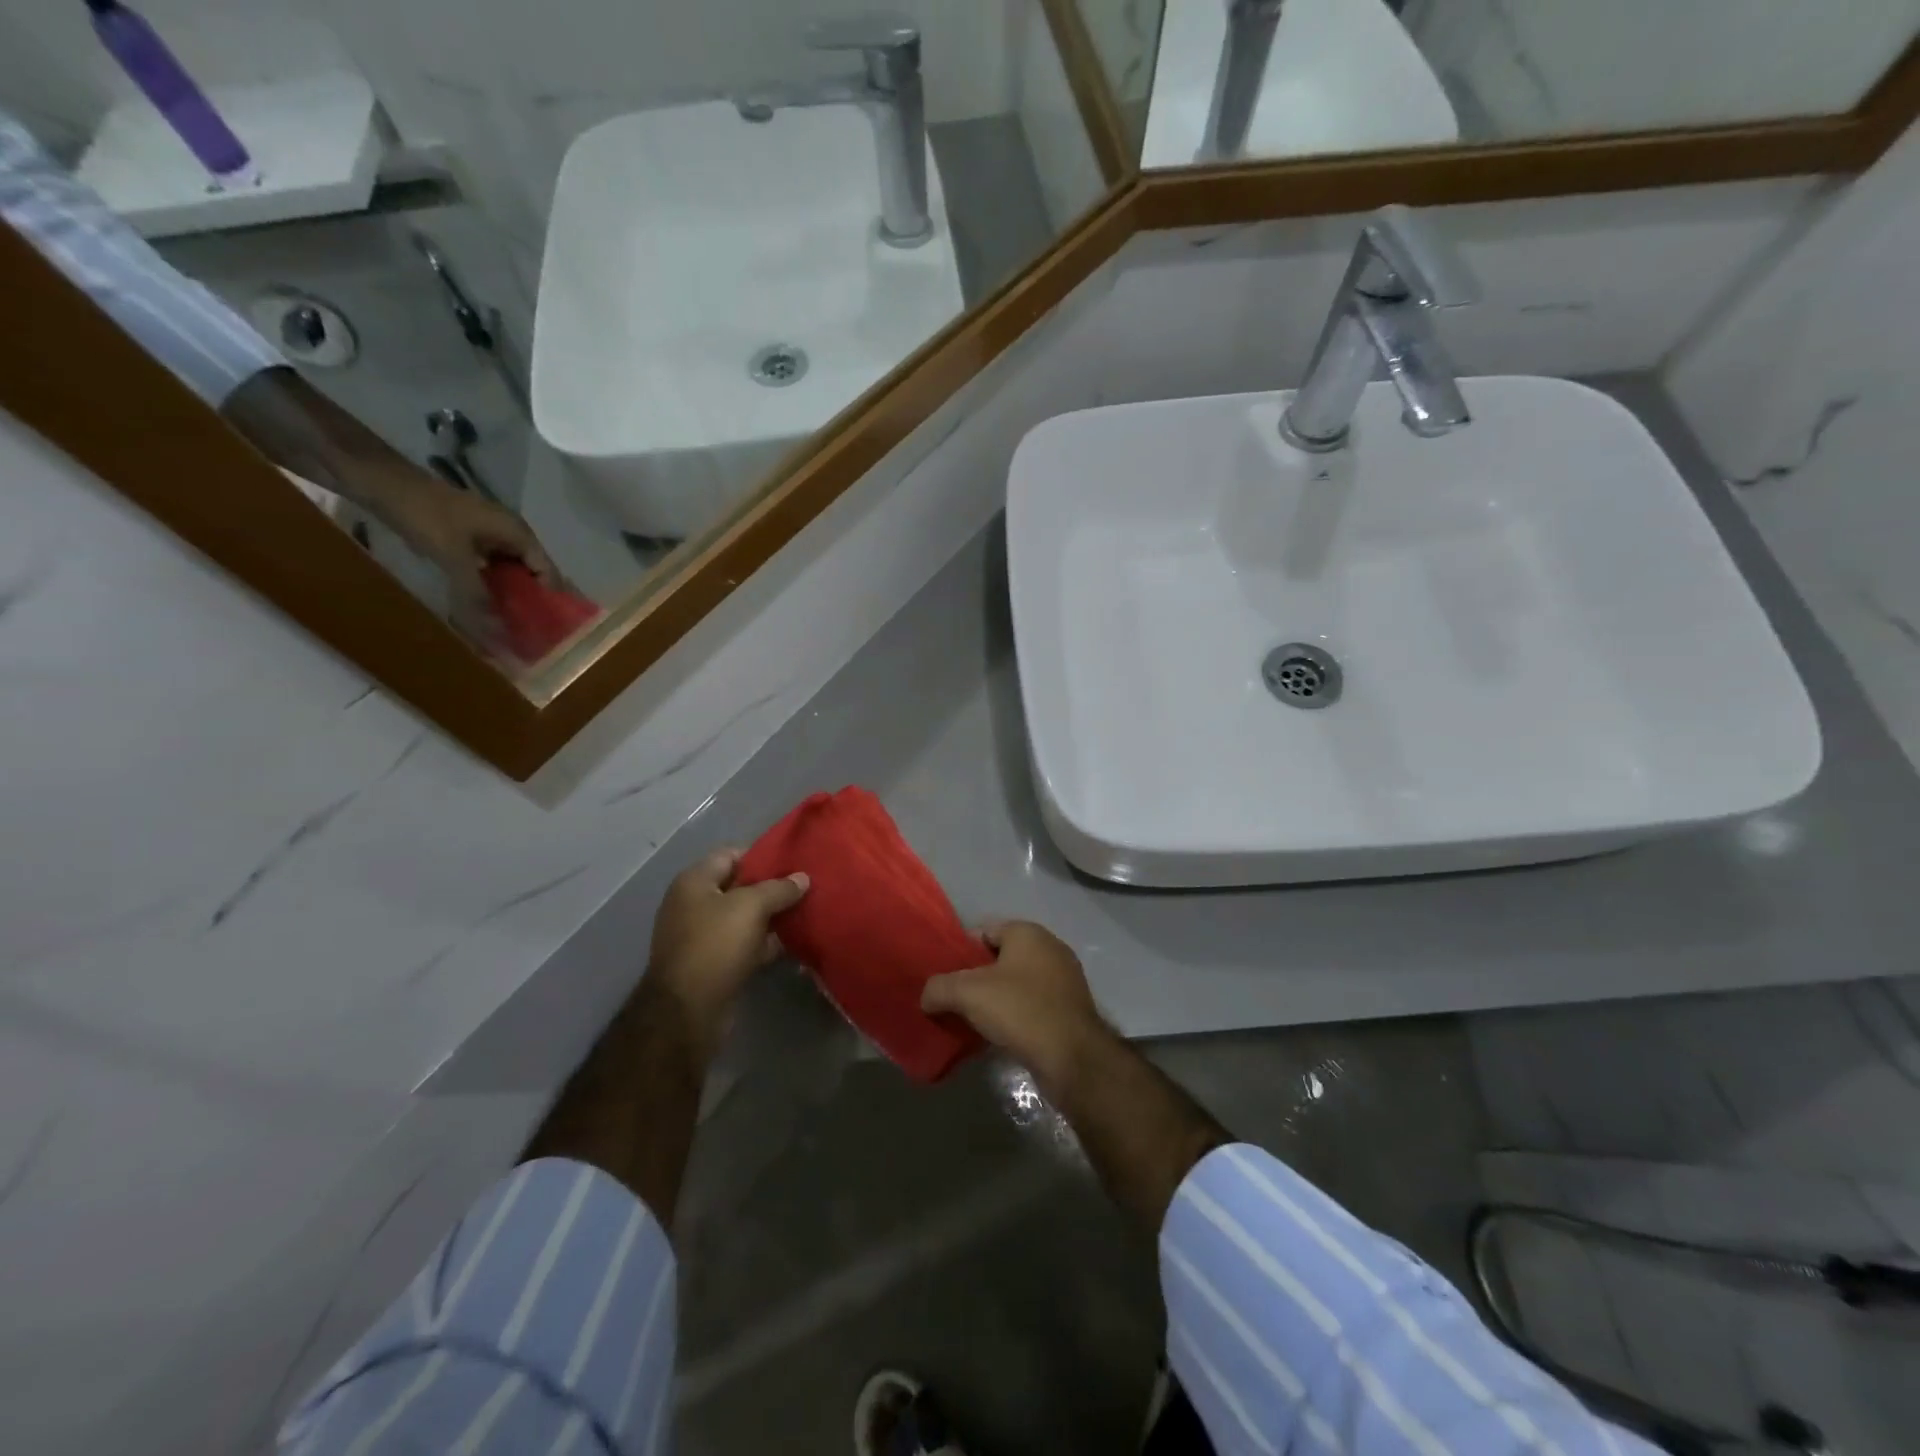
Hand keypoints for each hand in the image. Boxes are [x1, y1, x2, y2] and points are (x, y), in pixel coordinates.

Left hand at [378, 470, 562, 650]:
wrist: (382, 483)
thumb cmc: (426, 515)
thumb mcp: (453, 556)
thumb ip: (476, 593)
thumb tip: (496, 631)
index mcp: (517, 532)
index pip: (547, 570)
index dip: (551, 597)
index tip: (552, 626)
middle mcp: (510, 534)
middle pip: (531, 572)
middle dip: (532, 598)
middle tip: (533, 629)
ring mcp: (488, 535)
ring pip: (510, 571)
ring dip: (509, 594)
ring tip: (512, 622)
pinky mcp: (469, 539)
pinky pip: (490, 567)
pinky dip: (489, 585)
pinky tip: (485, 604)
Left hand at [647, 849, 808, 1043]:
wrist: (688, 1011)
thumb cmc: (715, 945)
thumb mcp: (751, 907)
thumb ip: (779, 888)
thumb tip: (803, 877)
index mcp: (694, 882)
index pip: (732, 854)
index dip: (763, 855)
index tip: (794, 860)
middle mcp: (694, 905)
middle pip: (739, 887)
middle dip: (772, 888)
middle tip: (807, 887)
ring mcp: (702, 936)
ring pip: (745, 918)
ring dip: (772, 917)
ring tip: (807, 912)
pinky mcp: (714, 964)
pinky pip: (745, 944)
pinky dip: (766, 943)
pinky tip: (794, 943)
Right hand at [921, 921, 1110, 1084]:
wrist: (1073, 1058)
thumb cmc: (1021, 1010)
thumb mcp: (968, 994)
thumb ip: (939, 988)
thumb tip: (926, 997)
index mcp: (1028, 932)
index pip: (984, 931)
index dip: (960, 952)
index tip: (942, 977)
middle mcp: (1050, 948)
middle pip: (1000, 958)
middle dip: (977, 978)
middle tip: (954, 1000)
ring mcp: (1064, 979)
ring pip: (1017, 983)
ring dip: (996, 999)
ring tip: (972, 1021)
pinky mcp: (1070, 1008)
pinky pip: (1033, 1004)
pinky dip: (1015, 1015)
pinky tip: (1000, 1035)